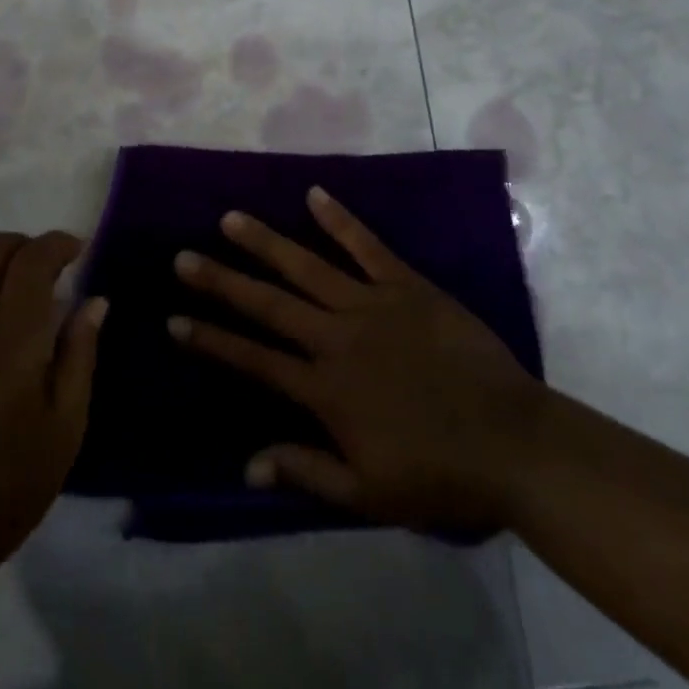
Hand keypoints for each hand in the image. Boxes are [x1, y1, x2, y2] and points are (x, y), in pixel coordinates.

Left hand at [0, 231, 105, 582]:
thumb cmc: (8, 488)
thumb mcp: (65, 429)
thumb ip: (80, 354)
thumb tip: (94, 299)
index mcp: (10, 348)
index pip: (31, 261)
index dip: (57, 243)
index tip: (75, 250)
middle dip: (24, 244)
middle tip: (42, 268)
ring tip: (3, 288)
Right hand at [170, 188, 543, 536]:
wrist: (514, 443)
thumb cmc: (440, 475)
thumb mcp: (369, 494)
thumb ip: (307, 472)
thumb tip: (248, 464)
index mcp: (326, 389)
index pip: (254, 360)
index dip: (211, 340)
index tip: (174, 320)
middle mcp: (338, 337)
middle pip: (269, 304)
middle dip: (222, 281)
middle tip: (183, 257)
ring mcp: (373, 304)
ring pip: (307, 266)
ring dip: (266, 242)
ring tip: (230, 219)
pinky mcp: (407, 286)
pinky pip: (367, 246)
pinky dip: (340, 219)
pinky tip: (314, 194)